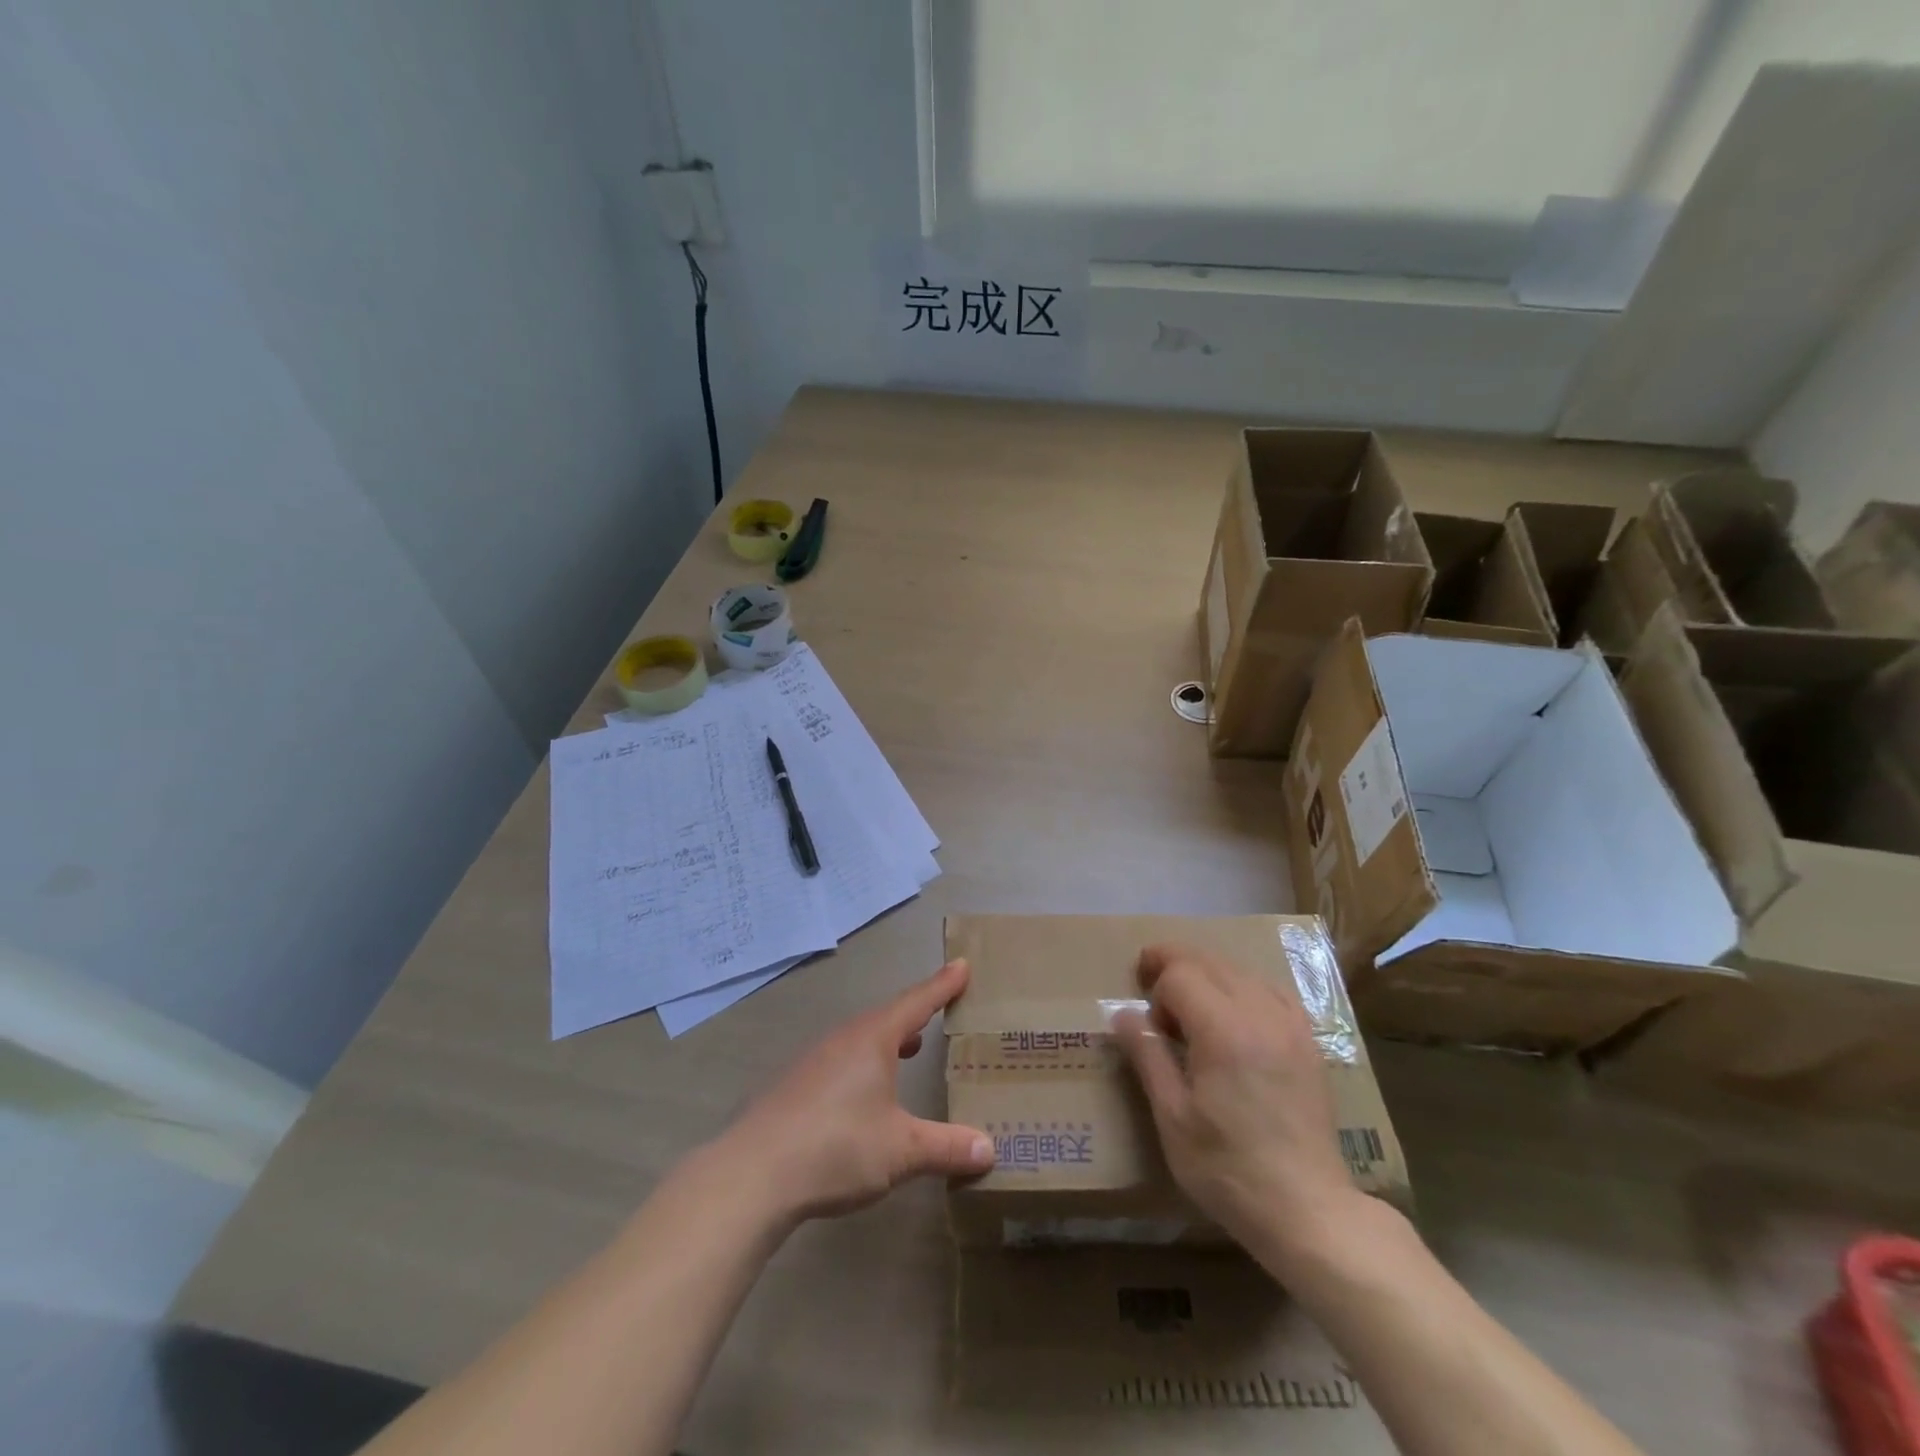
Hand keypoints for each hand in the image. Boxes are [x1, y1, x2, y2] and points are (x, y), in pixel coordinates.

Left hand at [715, 959, 993, 1224]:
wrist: (753, 1174)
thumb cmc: (836, 1147)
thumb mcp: (901, 1150)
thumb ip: (946, 1147)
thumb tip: (990, 1149)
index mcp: (873, 1039)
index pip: (917, 1002)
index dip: (942, 985)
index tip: (962, 964)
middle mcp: (845, 1039)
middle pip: (889, 1016)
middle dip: (917, 1012)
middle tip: (942, 1005)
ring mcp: (816, 1060)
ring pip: (863, 1038)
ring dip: (890, 1038)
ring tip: (911, 1045)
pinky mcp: (797, 1085)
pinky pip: (843, 1059)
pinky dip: (867, 1061)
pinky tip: (868, 1089)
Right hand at [1112, 943, 1358, 1260]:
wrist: (1307, 1210)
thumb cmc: (1228, 1168)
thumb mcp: (1173, 1117)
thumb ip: (1148, 1056)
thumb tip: (1123, 1014)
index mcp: (1223, 1030)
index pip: (1181, 974)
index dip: (1156, 984)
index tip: (1145, 1016)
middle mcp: (1260, 1014)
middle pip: (1210, 961)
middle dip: (1175, 963)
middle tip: (1150, 982)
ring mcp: (1290, 1026)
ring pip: (1241, 971)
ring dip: (1208, 973)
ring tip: (1188, 1001)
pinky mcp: (1308, 1042)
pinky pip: (1271, 991)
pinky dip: (1244, 987)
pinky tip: (1235, 1011)